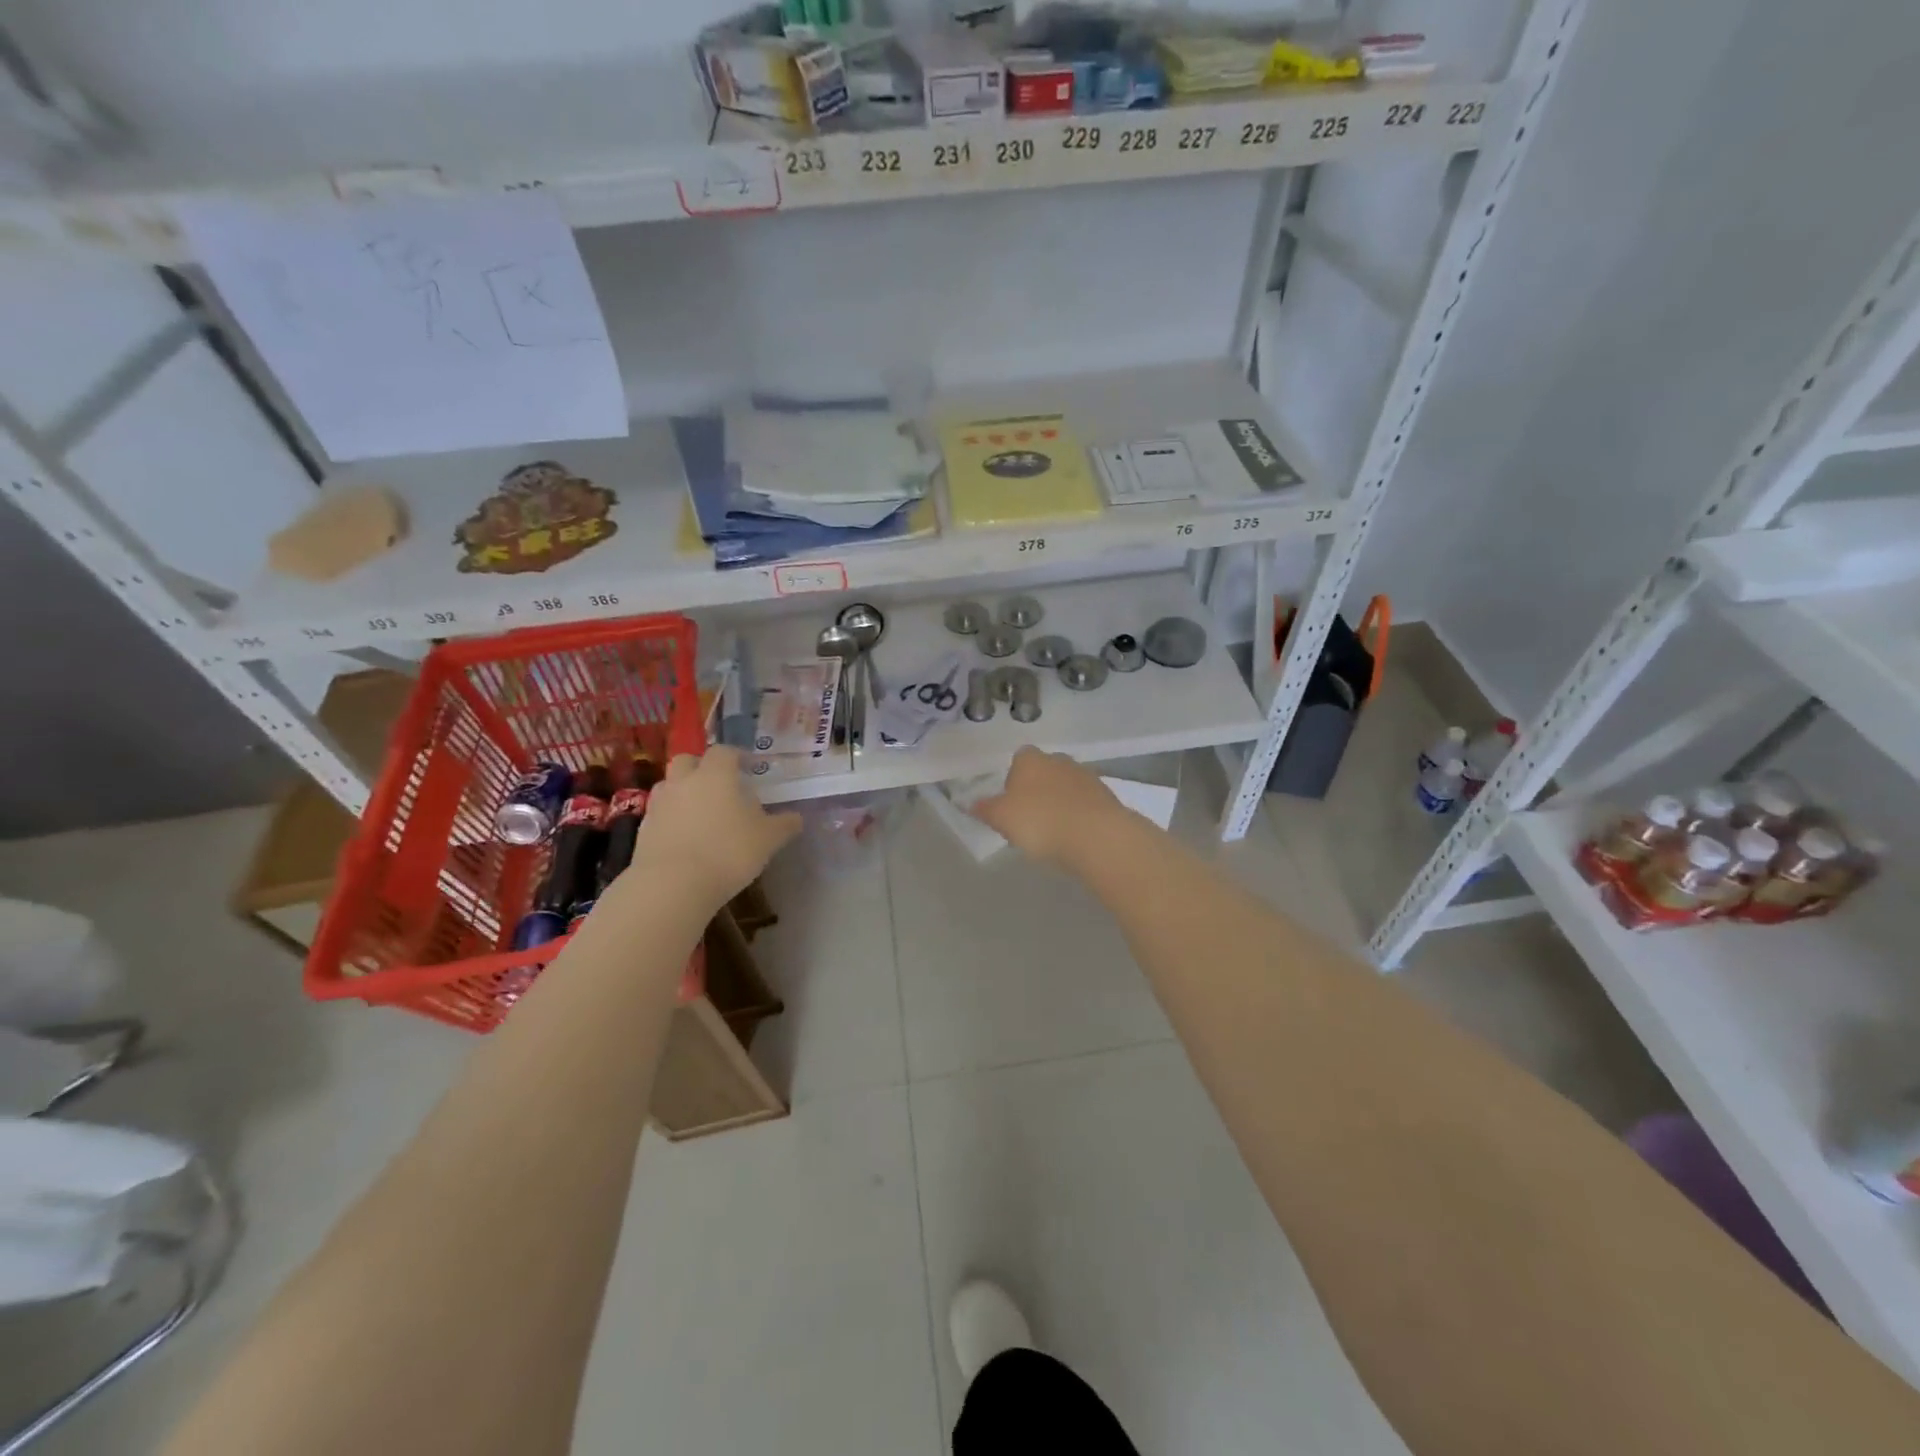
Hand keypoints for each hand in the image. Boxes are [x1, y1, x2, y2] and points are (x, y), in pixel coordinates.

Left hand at [629, 746, 800, 905]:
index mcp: (716, 775)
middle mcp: (684, 781)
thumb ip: (784, 825)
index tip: (748, 767)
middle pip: (688, 760)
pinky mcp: (643, 830)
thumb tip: (796, 818)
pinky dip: (672, 818)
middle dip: (702, 767)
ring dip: (683, 791)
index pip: (725, 751)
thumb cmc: (728, 852)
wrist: (672, 885)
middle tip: (719, 784)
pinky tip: (686, 837)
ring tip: (701, 812)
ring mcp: (659, 804)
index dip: (737, 756)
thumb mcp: (768, 840)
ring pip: (670, 785)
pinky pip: (660, 814)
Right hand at [969, 747, 1130, 866]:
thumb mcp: (1001, 819)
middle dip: (1037, 791)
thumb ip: (985, 809)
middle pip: (1043, 772)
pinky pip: (1085, 803)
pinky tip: (1075, 836)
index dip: (1013, 780)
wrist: (1097, 836)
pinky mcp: (1107, 796)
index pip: (1018, 759)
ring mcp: (1086, 776)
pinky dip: (1079, 815)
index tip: (1011, 805)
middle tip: (1030, 820)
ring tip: (1054, 833)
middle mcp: (1059, 760)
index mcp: (1030, 759)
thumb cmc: (1040, 822)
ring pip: (1065, 787)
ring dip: (1060, 803)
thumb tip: (970, 803)